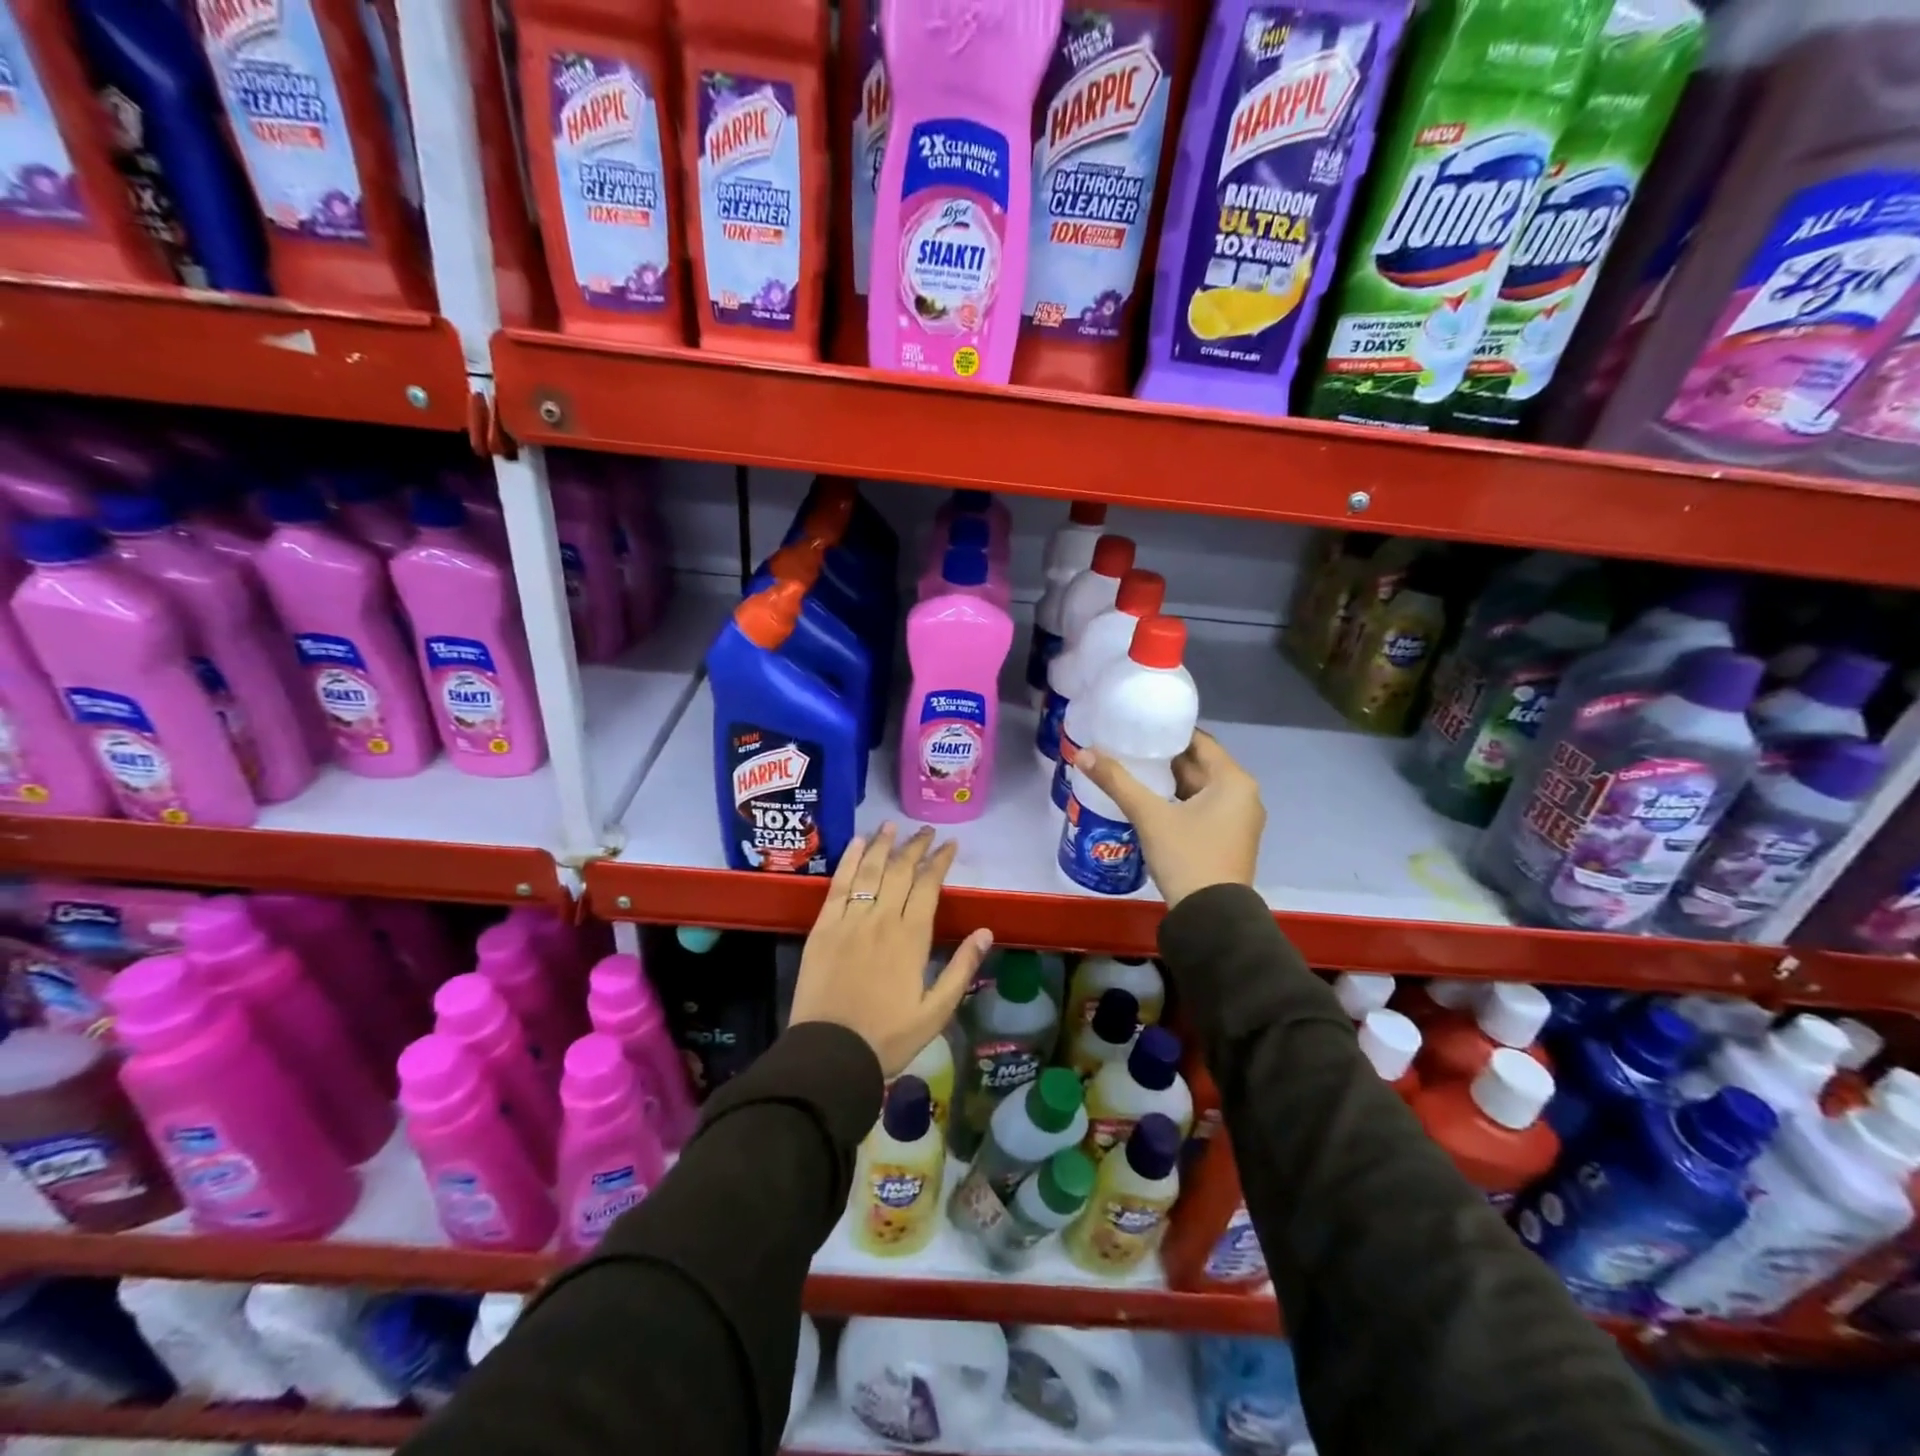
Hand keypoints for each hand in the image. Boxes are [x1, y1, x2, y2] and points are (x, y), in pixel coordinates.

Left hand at [790, 823, 993, 1075]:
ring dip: (882, 845)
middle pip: (900, 872)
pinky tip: (856, 844)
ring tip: (892, 825)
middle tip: (926, 831)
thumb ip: (961, 969)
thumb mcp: (936, 1012)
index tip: (950, 845)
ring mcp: (850, 920)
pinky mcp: (823, 927)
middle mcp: (882, 919)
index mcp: (912, 938)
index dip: (940, 862)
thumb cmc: (888, 1037)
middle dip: (916, 847)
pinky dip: (849, 861)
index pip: (929, 886)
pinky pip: (838, 885)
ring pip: (869, 871)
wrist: (830, 1053)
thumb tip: (985, 932)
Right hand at [1074, 730, 1264, 907]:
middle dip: (1165, 758)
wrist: (1212, 918)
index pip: (1200, 742)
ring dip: (1170, 781)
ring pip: (1200, 789)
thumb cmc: (1187, 856)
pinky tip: (1150, 802)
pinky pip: (1203, 809)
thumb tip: (1082, 754)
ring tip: (1133, 772)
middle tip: (1129, 748)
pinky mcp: (1229, 840)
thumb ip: (1117, 781)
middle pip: (1200, 765)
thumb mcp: (1149, 816)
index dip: (1169, 732)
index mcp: (1234, 781)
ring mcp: (1238, 820)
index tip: (1139, 726)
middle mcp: (1243, 795)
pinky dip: (1179, 802)